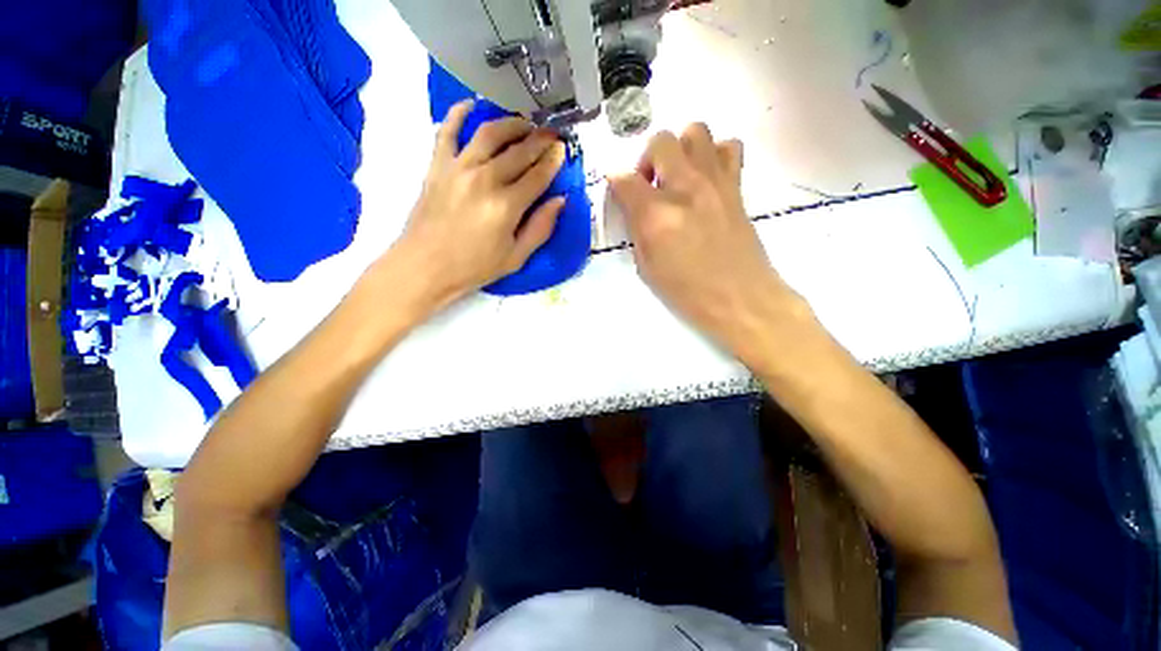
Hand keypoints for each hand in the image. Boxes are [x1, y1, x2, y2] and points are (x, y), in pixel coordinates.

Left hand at [377, 100, 566, 314]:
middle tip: (551, 133)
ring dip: (511, 123)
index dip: (553, 161)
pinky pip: (447, 130)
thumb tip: (559, 201)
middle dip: (540, 140)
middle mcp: (485, 179)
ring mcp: (459, 168)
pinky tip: (472, 105)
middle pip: (519, 151)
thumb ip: (540, 228)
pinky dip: (459, 113)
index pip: (538, 175)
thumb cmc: (474, 267)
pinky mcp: (437, 165)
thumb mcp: (516, 257)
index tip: (562, 150)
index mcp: (507, 206)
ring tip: (524, 123)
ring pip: (490, 133)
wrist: (425, 266)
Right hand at [609, 123, 806, 365]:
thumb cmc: (688, 292)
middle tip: (649, 186)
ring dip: (679, 149)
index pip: (625, 179)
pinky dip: (713, 154)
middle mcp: (685, 188)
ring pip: (695, 131)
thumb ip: (637, 230)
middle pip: (660, 141)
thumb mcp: (647, 267)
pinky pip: (727, 146)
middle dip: (646, 160)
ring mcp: (715, 182)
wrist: (740, 298)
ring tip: (677, 177)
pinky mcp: (736, 186)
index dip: (615, 183)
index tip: (618, 193)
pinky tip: (705, 179)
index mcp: (657, 215)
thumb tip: (633, 206)